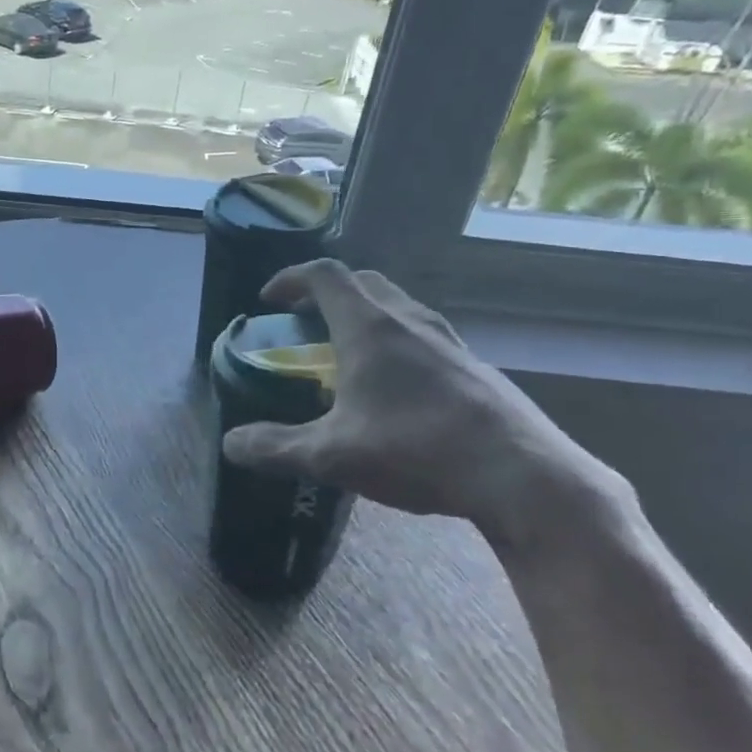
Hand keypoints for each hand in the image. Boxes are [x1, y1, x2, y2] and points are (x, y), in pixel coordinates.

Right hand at [221, 260, 611, 546]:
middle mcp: (409, 321)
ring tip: (346, 353)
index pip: (324, 276)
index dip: (290, 279)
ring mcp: (448, 341)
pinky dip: (395, 342)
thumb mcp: (331, 455)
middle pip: (363, 282)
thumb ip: (275, 448)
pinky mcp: (473, 366)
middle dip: (327, 293)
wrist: (521, 476)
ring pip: (397, 307)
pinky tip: (394, 389)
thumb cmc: (416, 450)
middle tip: (306, 321)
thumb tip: (230, 444)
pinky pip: (422, 336)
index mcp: (369, 327)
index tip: (269, 299)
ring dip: (364, 316)